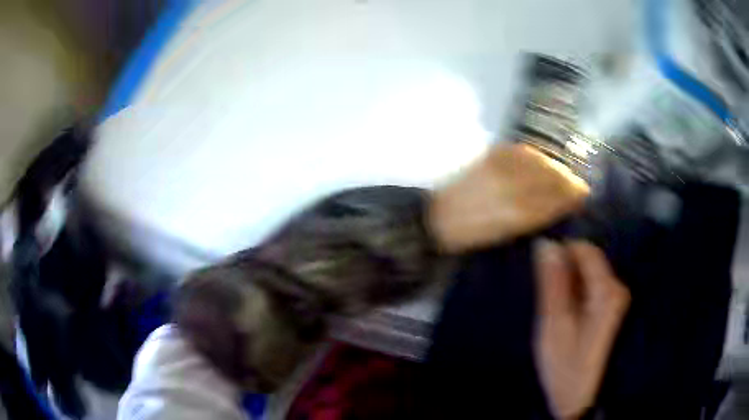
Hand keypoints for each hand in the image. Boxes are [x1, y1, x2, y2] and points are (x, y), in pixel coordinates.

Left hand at [428, 143, 588, 252]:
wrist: (438, 217)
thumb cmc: (475, 234)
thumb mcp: (508, 233)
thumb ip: (536, 216)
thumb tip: (562, 203)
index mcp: (517, 212)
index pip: (555, 198)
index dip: (573, 194)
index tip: (584, 194)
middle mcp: (512, 185)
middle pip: (551, 176)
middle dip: (568, 180)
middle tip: (578, 185)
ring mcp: (500, 166)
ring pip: (539, 161)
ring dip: (555, 166)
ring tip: (563, 174)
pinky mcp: (490, 155)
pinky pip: (521, 151)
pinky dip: (536, 156)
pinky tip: (542, 162)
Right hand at [533, 240, 629, 418]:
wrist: (581, 399)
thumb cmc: (566, 366)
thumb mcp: (553, 326)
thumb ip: (552, 284)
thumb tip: (546, 245)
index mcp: (606, 292)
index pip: (584, 250)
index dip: (560, 256)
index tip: (543, 276)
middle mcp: (617, 289)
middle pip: (587, 262)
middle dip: (564, 274)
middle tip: (550, 305)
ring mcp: (617, 298)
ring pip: (588, 275)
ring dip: (569, 286)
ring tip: (557, 314)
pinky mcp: (613, 307)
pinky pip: (592, 287)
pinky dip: (577, 295)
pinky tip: (568, 318)